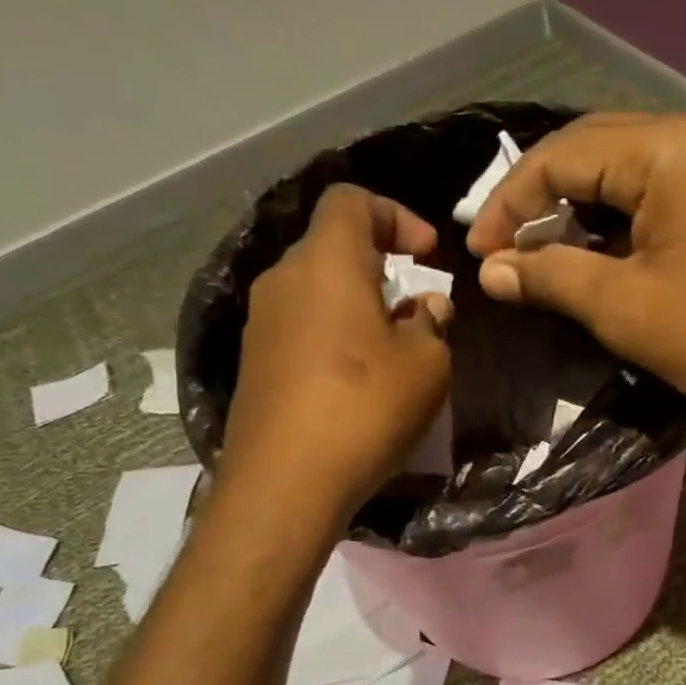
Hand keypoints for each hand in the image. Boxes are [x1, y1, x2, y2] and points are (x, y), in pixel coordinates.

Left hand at [223, 183, 451, 519]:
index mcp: (326, 262)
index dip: (396, 215)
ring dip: (358, 307)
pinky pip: (301, 328)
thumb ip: (431, 324)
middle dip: (381, 267)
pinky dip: (334, 337)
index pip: (352, 201)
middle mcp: (283, 280)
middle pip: (332, 247)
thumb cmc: (365, 408)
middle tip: (416, 309)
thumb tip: (423, 309)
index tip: (427, 256)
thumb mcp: (427, 364)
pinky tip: (357, 382)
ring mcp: (261, 323)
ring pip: (316, 292)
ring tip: (392, 351)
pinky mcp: (254, 364)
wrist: (285, 483)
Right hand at [466, 113, 685, 432]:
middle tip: (505, 251)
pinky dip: (622, 220)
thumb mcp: (625, 308)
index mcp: (672, 148)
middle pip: (595, 149)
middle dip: (541, 199)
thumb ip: (550, 276)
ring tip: (543, 256)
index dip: (510, 202)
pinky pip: (664, 191)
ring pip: (629, 170)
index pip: (563, 155)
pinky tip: (599, 255)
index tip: (479, 254)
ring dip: (581, 209)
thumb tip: (491, 270)